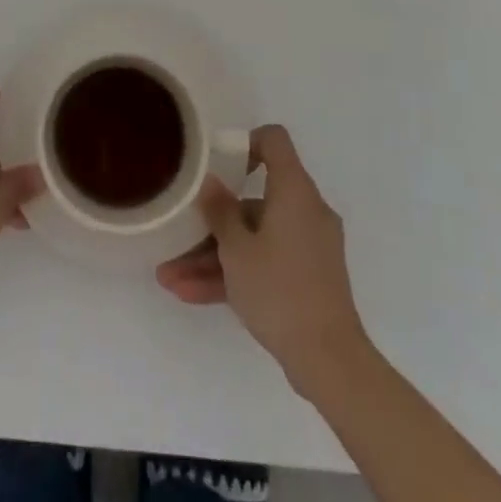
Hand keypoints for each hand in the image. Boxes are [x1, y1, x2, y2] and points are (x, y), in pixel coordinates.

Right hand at [156, 125, 370, 396]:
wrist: (330, 361)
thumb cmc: (280, 291)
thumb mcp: (237, 249)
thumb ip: (219, 210)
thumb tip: (210, 180)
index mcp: (294, 191)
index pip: (274, 141)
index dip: (245, 143)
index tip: (218, 164)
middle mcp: (305, 210)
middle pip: (254, 199)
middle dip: (213, 220)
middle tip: (179, 234)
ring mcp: (307, 246)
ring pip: (254, 238)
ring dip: (214, 256)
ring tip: (170, 277)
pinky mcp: (307, 278)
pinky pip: (265, 262)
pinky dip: (235, 274)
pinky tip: (191, 294)